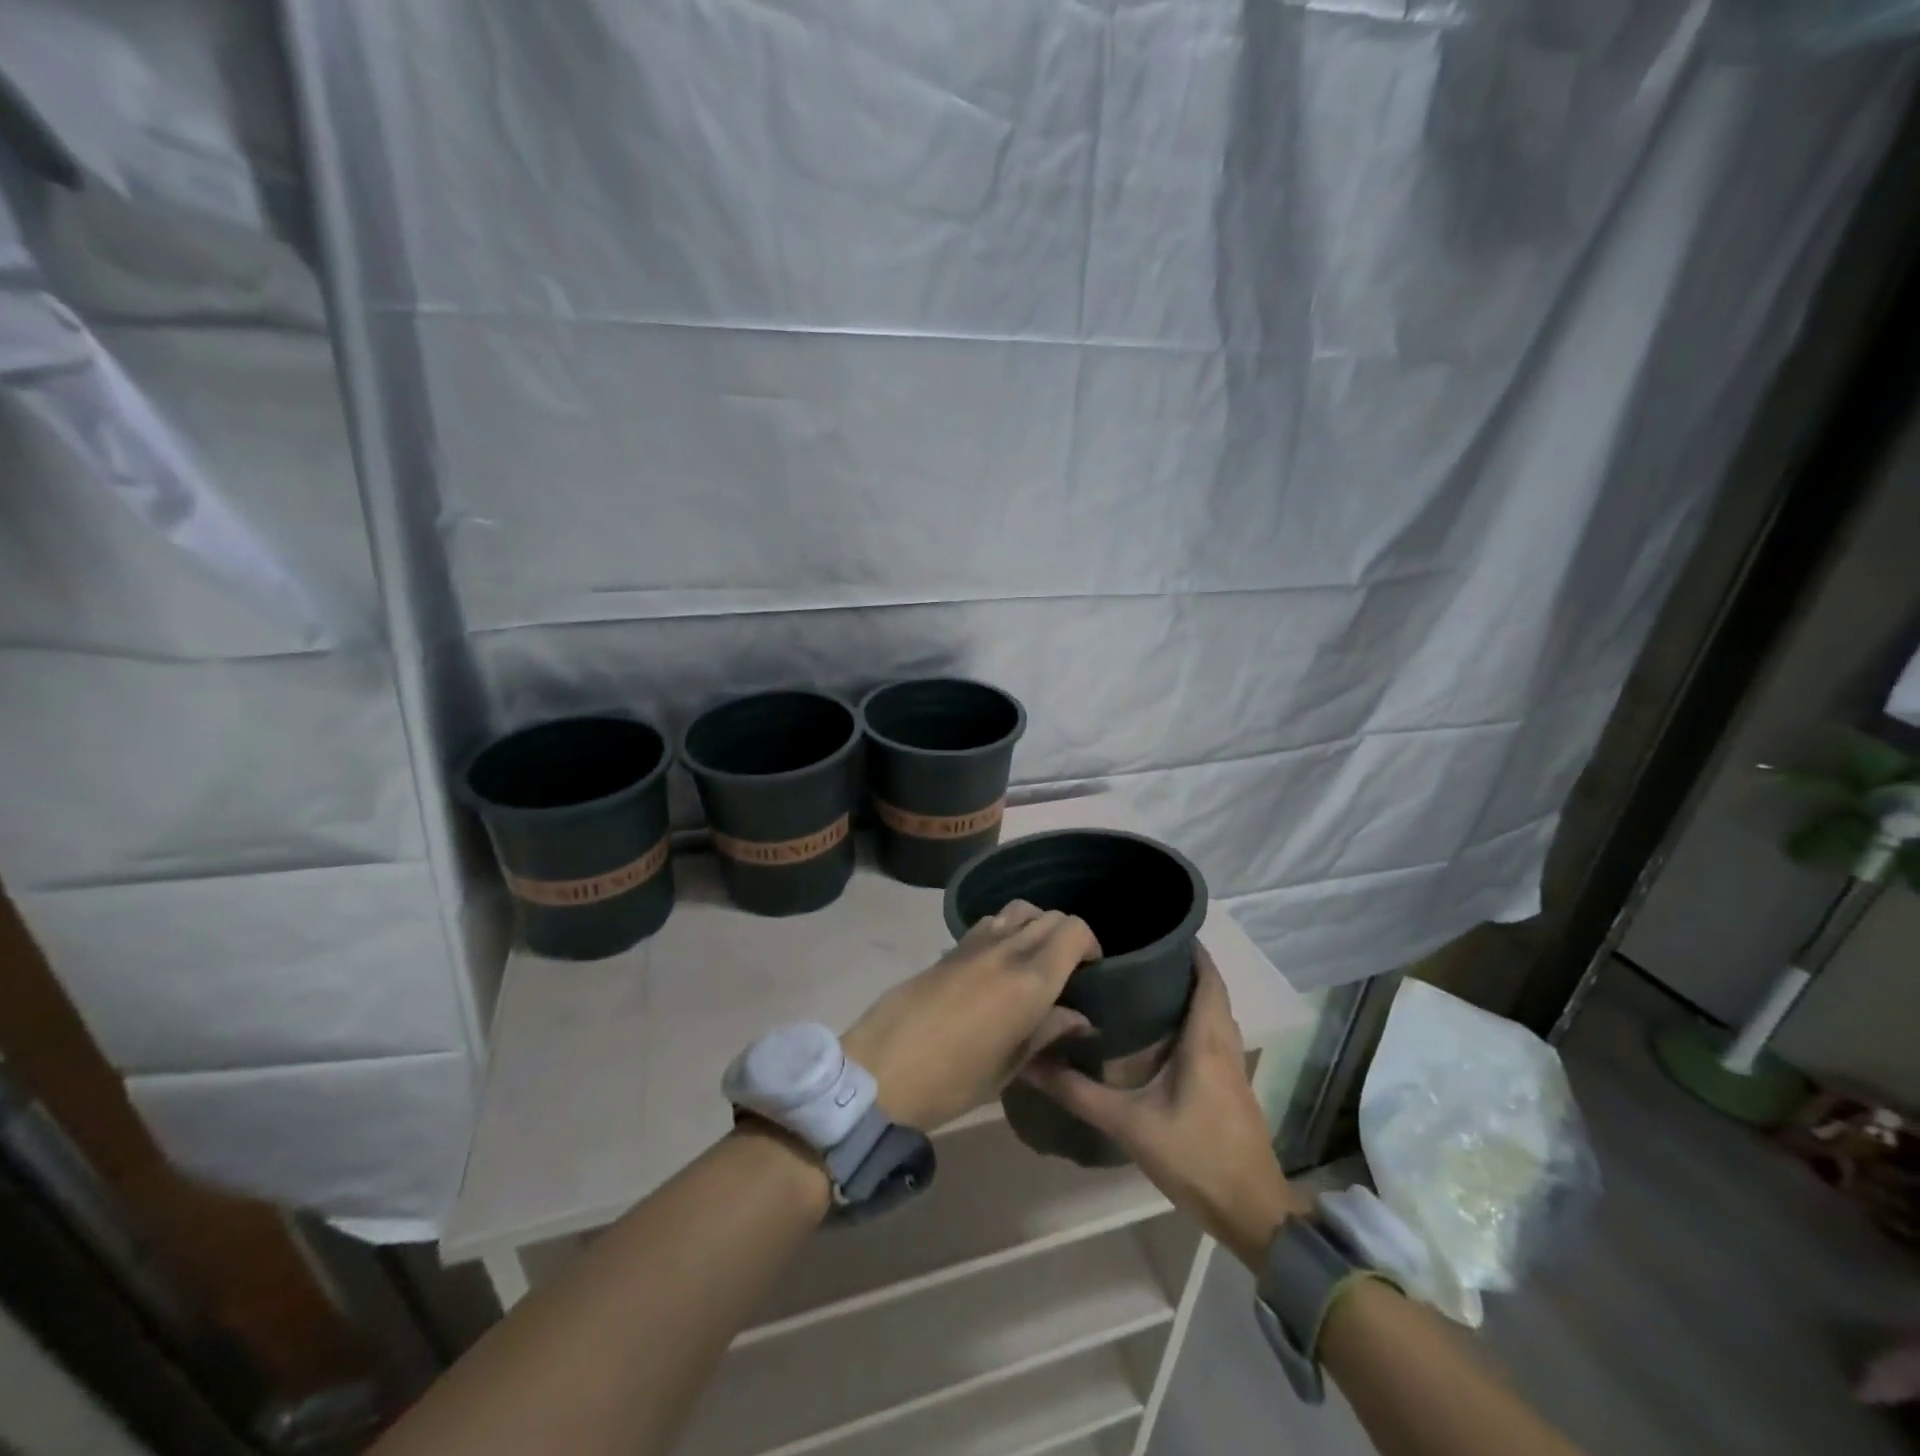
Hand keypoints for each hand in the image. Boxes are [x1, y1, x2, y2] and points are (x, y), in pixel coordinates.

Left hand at [843, 901, 1100, 1131]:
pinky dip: (1006, 931)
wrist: (883, 1069)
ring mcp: (974, 944)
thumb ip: (1048, 1032)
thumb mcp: (1010, 1066)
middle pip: (1049, 916)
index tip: (1091, 970)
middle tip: (1067, 969)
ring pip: (1018, 910)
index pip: (1073, 930)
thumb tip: (1080, 1018)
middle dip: (1066, 935)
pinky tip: (998, 963)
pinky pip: (990, 923)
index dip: (1090, 943)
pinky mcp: (949, 948)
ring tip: (1034, 960)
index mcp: (1030, 980)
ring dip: (1035, 926)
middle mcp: (1006, 949)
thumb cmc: (954, 1080)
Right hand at [1021, 946, 1307, 1267]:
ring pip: (1213, 1011)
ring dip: (1187, 991)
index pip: (1206, 975)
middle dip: (1180, 964)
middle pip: (1209, 988)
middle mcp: (1224, 1042)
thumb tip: (1031, 1063)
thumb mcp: (1130, 1125)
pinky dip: (1193, 1017)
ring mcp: (1233, 1065)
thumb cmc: (1196, 1157)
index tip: (1154, 926)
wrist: (1253, 1213)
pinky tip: (1161, 1029)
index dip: (1188, 947)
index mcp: (1206, 1039)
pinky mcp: (1232, 1085)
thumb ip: (1079, 1093)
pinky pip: (1214, 1033)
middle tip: (1136, 949)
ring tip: (1143, 979)